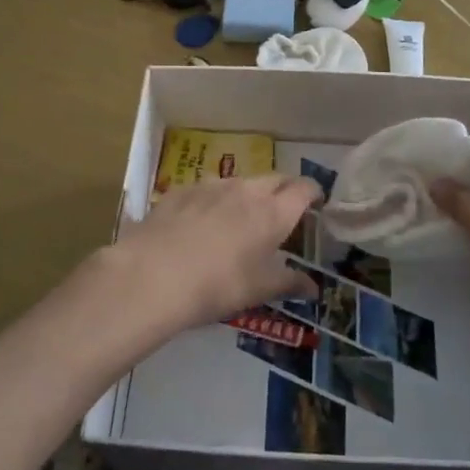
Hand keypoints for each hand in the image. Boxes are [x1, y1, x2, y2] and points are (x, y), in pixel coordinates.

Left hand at [111, 174, 320, 328]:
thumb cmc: (218, 285)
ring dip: (248, 194)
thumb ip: (289, 284)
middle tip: (283, 209)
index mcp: (273, 212)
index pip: (303, 189)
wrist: (154, 274)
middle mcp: (247, 190)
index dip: (313, 192)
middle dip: (284, 189)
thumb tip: (314, 288)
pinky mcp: (182, 190)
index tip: (315, 202)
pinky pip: (207, 189)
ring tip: (241, 217)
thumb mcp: (258, 290)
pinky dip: (214, 200)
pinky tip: (202, 221)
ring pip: (240, 182)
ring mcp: (212, 186)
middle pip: (275, 178)